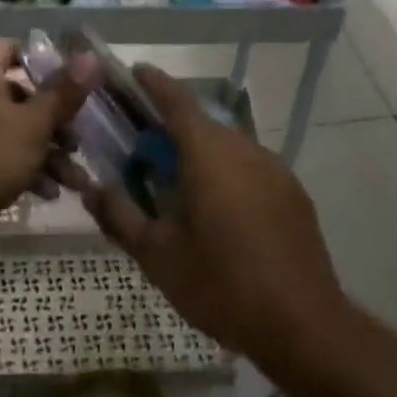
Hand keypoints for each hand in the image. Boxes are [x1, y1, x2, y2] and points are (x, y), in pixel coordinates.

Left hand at [0, 38, 95, 268]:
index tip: (76, 84)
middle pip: (19, 94)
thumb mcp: (32, 126)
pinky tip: (47, 194)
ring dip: (46, 152)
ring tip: (74, 179)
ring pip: (12, 130)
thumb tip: (91, 56)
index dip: (46, 61)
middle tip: (79, 142)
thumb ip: (63, 93)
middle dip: (55, 120)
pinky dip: (23, 169)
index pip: (13, 48)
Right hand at [81, 66, 349, 372]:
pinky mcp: (293, 194)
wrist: (303, 324)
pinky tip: (219, 212)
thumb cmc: (222, 284)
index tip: (135, 72)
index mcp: (209, 154)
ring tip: (178, 185)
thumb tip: (93, 189)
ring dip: (201, 154)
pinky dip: (227, 174)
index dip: (154, 83)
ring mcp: (276, 170)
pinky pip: (250, 169)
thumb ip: (120, 216)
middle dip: (172, 129)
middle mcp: (245, 150)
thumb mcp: (158, 256)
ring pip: (229, 147)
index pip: (178, 102)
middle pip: (203, 125)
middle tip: (143, 150)